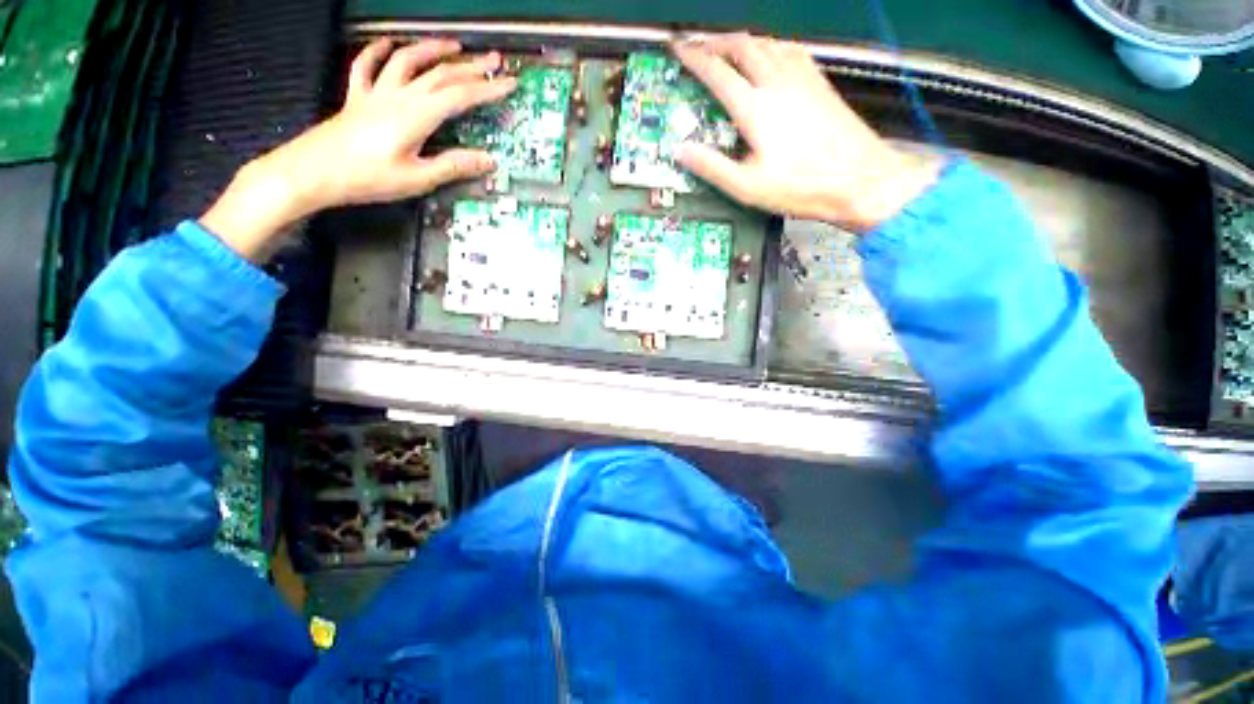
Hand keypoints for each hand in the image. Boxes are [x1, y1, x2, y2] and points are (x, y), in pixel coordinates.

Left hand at [202, 38, 516, 260]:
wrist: (315, 171)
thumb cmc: (367, 177)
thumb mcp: (418, 178)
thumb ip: (453, 166)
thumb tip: (487, 160)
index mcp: (416, 115)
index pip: (460, 97)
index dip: (488, 89)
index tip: (509, 83)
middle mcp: (398, 96)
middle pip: (440, 74)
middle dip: (471, 66)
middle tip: (494, 60)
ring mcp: (376, 93)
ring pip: (407, 60)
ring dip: (432, 49)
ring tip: (454, 45)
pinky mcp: (358, 98)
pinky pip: (367, 66)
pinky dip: (379, 51)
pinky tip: (389, 43)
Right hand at [673, 34, 937, 230]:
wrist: (860, 179)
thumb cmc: (803, 186)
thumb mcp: (749, 187)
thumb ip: (713, 167)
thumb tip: (682, 152)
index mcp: (757, 109)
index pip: (717, 72)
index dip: (694, 58)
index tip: (679, 49)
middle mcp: (778, 84)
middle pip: (743, 46)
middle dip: (716, 42)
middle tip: (700, 46)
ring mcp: (803, 79)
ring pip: (767, 43)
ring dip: (743, 40)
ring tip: (729, 47)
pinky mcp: (821, 83)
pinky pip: (791, 50)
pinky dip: (772, 45)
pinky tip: (771, 54)